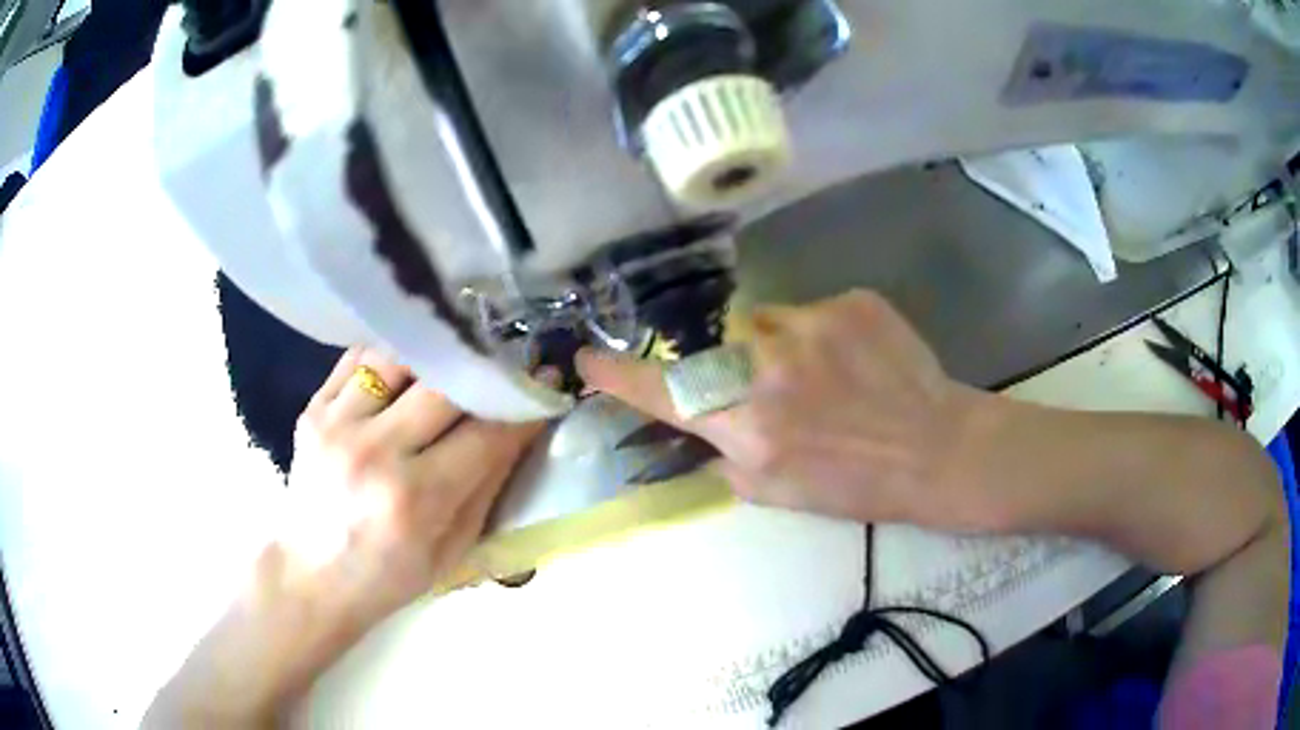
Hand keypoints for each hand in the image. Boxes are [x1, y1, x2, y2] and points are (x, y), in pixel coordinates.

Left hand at [145, 348, 545, 726]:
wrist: (312, 575)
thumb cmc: (389, 576)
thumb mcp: (453, 549)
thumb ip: (488, 485)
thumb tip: (521, 427)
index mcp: (417, 500)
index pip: (486, 434)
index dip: (523, 405)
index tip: (547, 381)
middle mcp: (375, 453)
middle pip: (446, 385)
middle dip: (486, 370)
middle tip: (508, 360)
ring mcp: (337, 425)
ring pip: (401, 357)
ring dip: (437, 353)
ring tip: (458, 354)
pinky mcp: (313, 410)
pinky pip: (359, 358)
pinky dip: (392, 353)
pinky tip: (411, 360)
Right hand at [577, 290, 1001, 529]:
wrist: (937, 450)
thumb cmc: (858, 485)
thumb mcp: (779, 493)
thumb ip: (727, 457)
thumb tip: (698, 428)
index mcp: (750, 427)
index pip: (664, 394)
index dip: (619, 376)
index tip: (587, 360)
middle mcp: (771, 370)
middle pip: (717, 345)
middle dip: (731, 365)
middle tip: (779, 391)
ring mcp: (814, 326)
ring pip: (766, 321)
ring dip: (779, 346)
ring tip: (825, 375)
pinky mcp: (850, 302)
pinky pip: (811, 310)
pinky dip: (821, 334)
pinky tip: (856, 360)